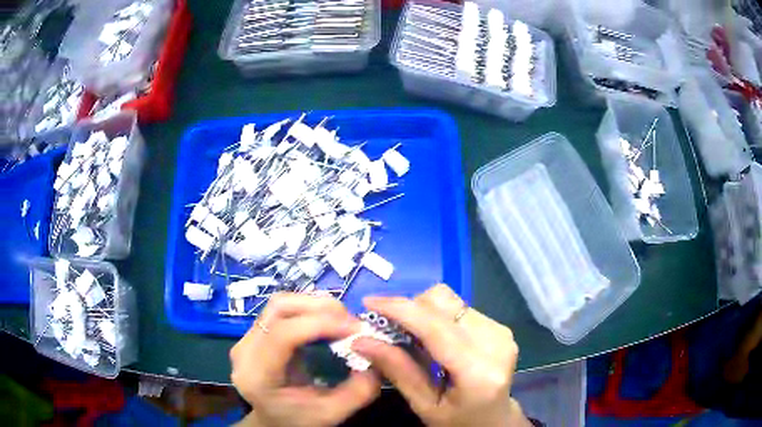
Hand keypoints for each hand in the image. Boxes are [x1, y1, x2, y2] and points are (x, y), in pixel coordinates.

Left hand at [231, 293, 380, 426]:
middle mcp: (245, 350)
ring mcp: (246, 337)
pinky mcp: (255, 332)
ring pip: (280, 303)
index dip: (320, 324)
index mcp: (257, 376)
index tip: (355, 328)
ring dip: (314, 305)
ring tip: (342, 320)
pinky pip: (282, 309)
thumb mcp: (332, 414)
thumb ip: (358, 391)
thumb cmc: (298, 420)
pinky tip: (326, 320)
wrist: (272, 420)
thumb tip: (377, 357)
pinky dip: (308, 309)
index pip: (282, 335)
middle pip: (279, 309)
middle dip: (320, 308)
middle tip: (352, 322)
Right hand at [352, 284, 529, 426]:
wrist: (495, 420)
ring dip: (422, 312)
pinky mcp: (499, 327)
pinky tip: (432, 339)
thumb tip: (361, 340)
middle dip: (409, 309)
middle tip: (387, 328)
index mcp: (478, 371)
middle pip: (444, 303)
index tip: (368, 303)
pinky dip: (437, 317)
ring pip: (450, 301)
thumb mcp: (424, 406)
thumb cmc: (458, 421)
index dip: (400, 310)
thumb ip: (398, 371)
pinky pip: (459, 308)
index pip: (436, 328)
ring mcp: (501, 331)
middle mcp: (496, 343)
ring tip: (410, 336)